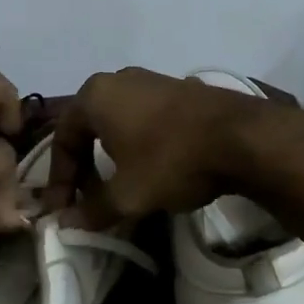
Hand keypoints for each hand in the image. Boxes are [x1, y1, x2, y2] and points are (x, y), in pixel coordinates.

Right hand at [45, 67, 276, 227]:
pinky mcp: (181, 90)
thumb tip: (65, 223)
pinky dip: (139, 146)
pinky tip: (152, 170)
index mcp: (95, 96)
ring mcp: (152, 81)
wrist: (243, 137)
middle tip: (89, 199)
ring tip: (120, 188)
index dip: (60, 179)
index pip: (63, 139)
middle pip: (89, 129)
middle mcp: (118, 80)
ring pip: (118, 124)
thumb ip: (92, 210)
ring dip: (112, 158)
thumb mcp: (127, 194)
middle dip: (85, 168)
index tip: (63, 210)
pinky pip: (145, 119)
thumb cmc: (171, 160)